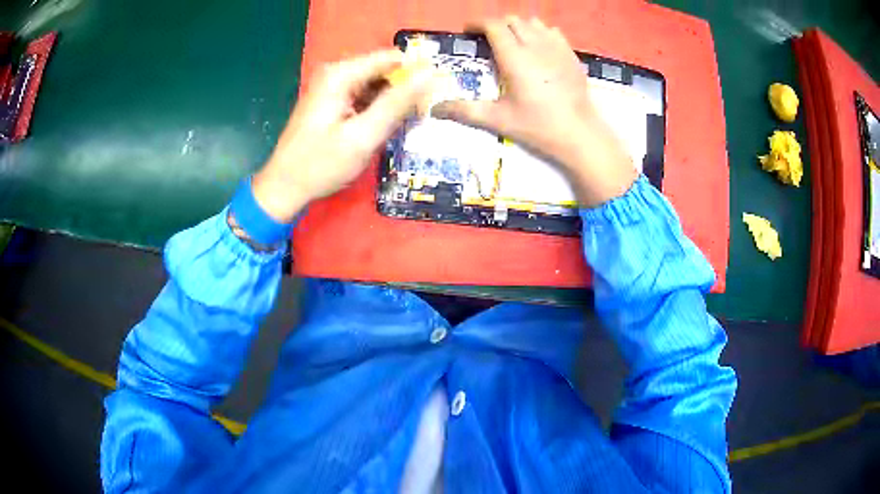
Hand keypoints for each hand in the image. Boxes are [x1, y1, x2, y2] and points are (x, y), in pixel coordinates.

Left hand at [252, 50, 433, 222]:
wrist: (283, 187)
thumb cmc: (320, 164)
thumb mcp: (363, 136)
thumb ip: (397, 103)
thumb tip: (431, 73)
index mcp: (341, 74)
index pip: (392, 58)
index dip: (417, 73)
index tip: (435, 95)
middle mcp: (336, 73)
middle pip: (384, 70)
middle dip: (405, 90)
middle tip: (419, 117)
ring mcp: (332, 87)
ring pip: (377, 84)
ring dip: (393, 102)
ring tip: (403, 126)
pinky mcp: (332, 101)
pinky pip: (365, 97)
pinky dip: (379, 109)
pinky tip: (384, 128)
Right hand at [433, 17, 637, 206]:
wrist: (579, 134)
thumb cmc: (538, 126)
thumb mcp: (499, 119)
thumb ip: (465, 111)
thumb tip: (435, 110)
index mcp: (514, 57)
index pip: (493, 25)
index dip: (477, 24)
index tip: (468, 32)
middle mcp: (535, 45)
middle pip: (512, 20)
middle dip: (496, 25)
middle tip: (488, 40)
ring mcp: (556, 47)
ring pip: (533, 22)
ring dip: (518, 26)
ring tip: (512, 42)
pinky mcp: (571, 54)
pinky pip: (552, 32)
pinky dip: (540, 33)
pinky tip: (538, 49)